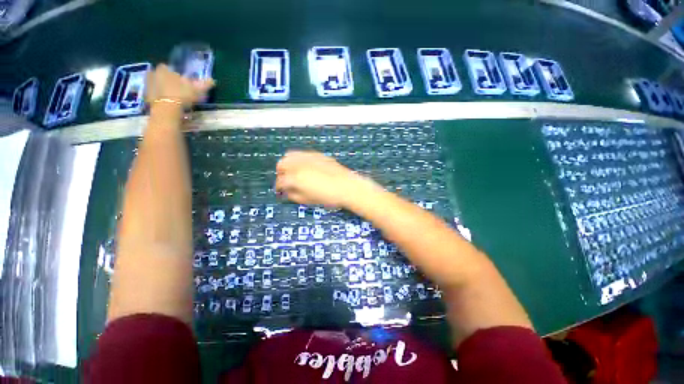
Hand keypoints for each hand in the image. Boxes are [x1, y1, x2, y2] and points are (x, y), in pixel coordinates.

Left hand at [145, 64, 214, 107]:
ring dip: (161, 89)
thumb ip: (204, 84)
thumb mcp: (197, 90)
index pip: (167, 67)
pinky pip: (153, 95)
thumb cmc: (182, 96)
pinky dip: (158, 98)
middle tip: (176, 90)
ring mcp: (148, 85)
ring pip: (155, 85)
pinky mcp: (145, 96)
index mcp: (164, 69)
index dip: (174, 74)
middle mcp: (153, 74)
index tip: (180, 81)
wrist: (167, 110)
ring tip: (172, 98)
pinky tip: (167, 104)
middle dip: (166, 80)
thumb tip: (212, 80)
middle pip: (160, 75)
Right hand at [275, 151, 379, 208]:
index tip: (281, 190)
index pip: (280, 181)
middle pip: (282, 163)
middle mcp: (301, 164)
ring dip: (289, 164)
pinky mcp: (318, 155)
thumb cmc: (329, 196)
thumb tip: (287, 192)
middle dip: (282, 172)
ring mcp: (310, 157)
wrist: (348, 187)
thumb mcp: (308, 200)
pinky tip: (306, 168)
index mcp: (296, 177)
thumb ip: (293, 195)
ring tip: (294, 173)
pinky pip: (303, 154)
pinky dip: (300, 160)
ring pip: (291, 155)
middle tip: (286, 180)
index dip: (279, 187)